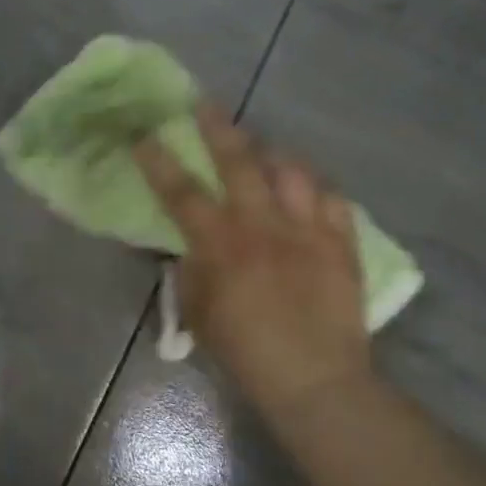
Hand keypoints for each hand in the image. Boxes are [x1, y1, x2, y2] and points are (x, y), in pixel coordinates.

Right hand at [134, 105, 371, 416]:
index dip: (158, 161)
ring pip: (292, 170)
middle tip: (205, 104)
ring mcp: (306, 230)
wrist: (316, 381)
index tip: (143, 136)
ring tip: (265, 148)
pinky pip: (333, 200)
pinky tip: (310, 190)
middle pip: (238, 162)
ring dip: (274, 154)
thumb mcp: (199, 313)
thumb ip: (190, 272)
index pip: (181, 192)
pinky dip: (318, 189)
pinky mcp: (341, 244)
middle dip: (217, 128)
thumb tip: (188, 247)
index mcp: (221, 244)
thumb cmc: (246, 353)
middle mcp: (262, 225)